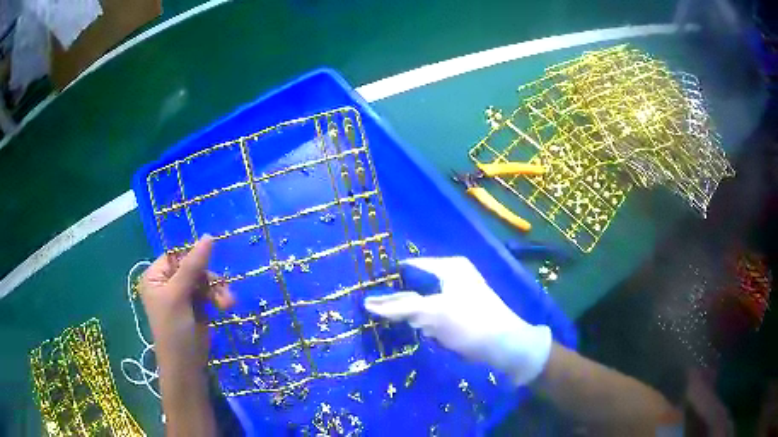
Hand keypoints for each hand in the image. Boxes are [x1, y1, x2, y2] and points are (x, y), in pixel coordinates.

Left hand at [139, 236, 234, 436]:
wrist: (186, 365)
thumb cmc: (173, 329)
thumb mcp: (179, 295)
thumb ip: (193, 266)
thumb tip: (208, 236)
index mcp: (155, 276)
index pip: (176, 255)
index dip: (193, 257)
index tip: (209, 264)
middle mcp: (168, 282)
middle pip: (193, 267)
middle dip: (209, 279)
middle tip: (222, 289)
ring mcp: (182, 294)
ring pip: (204, 280)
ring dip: (217, 290)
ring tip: (228, 303)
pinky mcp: (196, 306)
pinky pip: (210, 292)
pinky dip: (219, 298)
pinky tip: (226, 307)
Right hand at [364, 256, 551, 385]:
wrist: (505, 346)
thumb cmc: (470, 323)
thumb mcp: (433, 313)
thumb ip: (401, 308)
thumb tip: (368, 303)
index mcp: (449, 267)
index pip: (410, 267)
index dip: (390, 279)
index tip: (368, 294)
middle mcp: (454, 276)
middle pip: (417, 285)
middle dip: (401, 301)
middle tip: (380, 314)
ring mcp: (458, 295)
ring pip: (424, 302)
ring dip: (413, 314)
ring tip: (399, 325)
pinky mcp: (461, 313)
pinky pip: (435, 313)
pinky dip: (426, 322)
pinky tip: (424, 332)